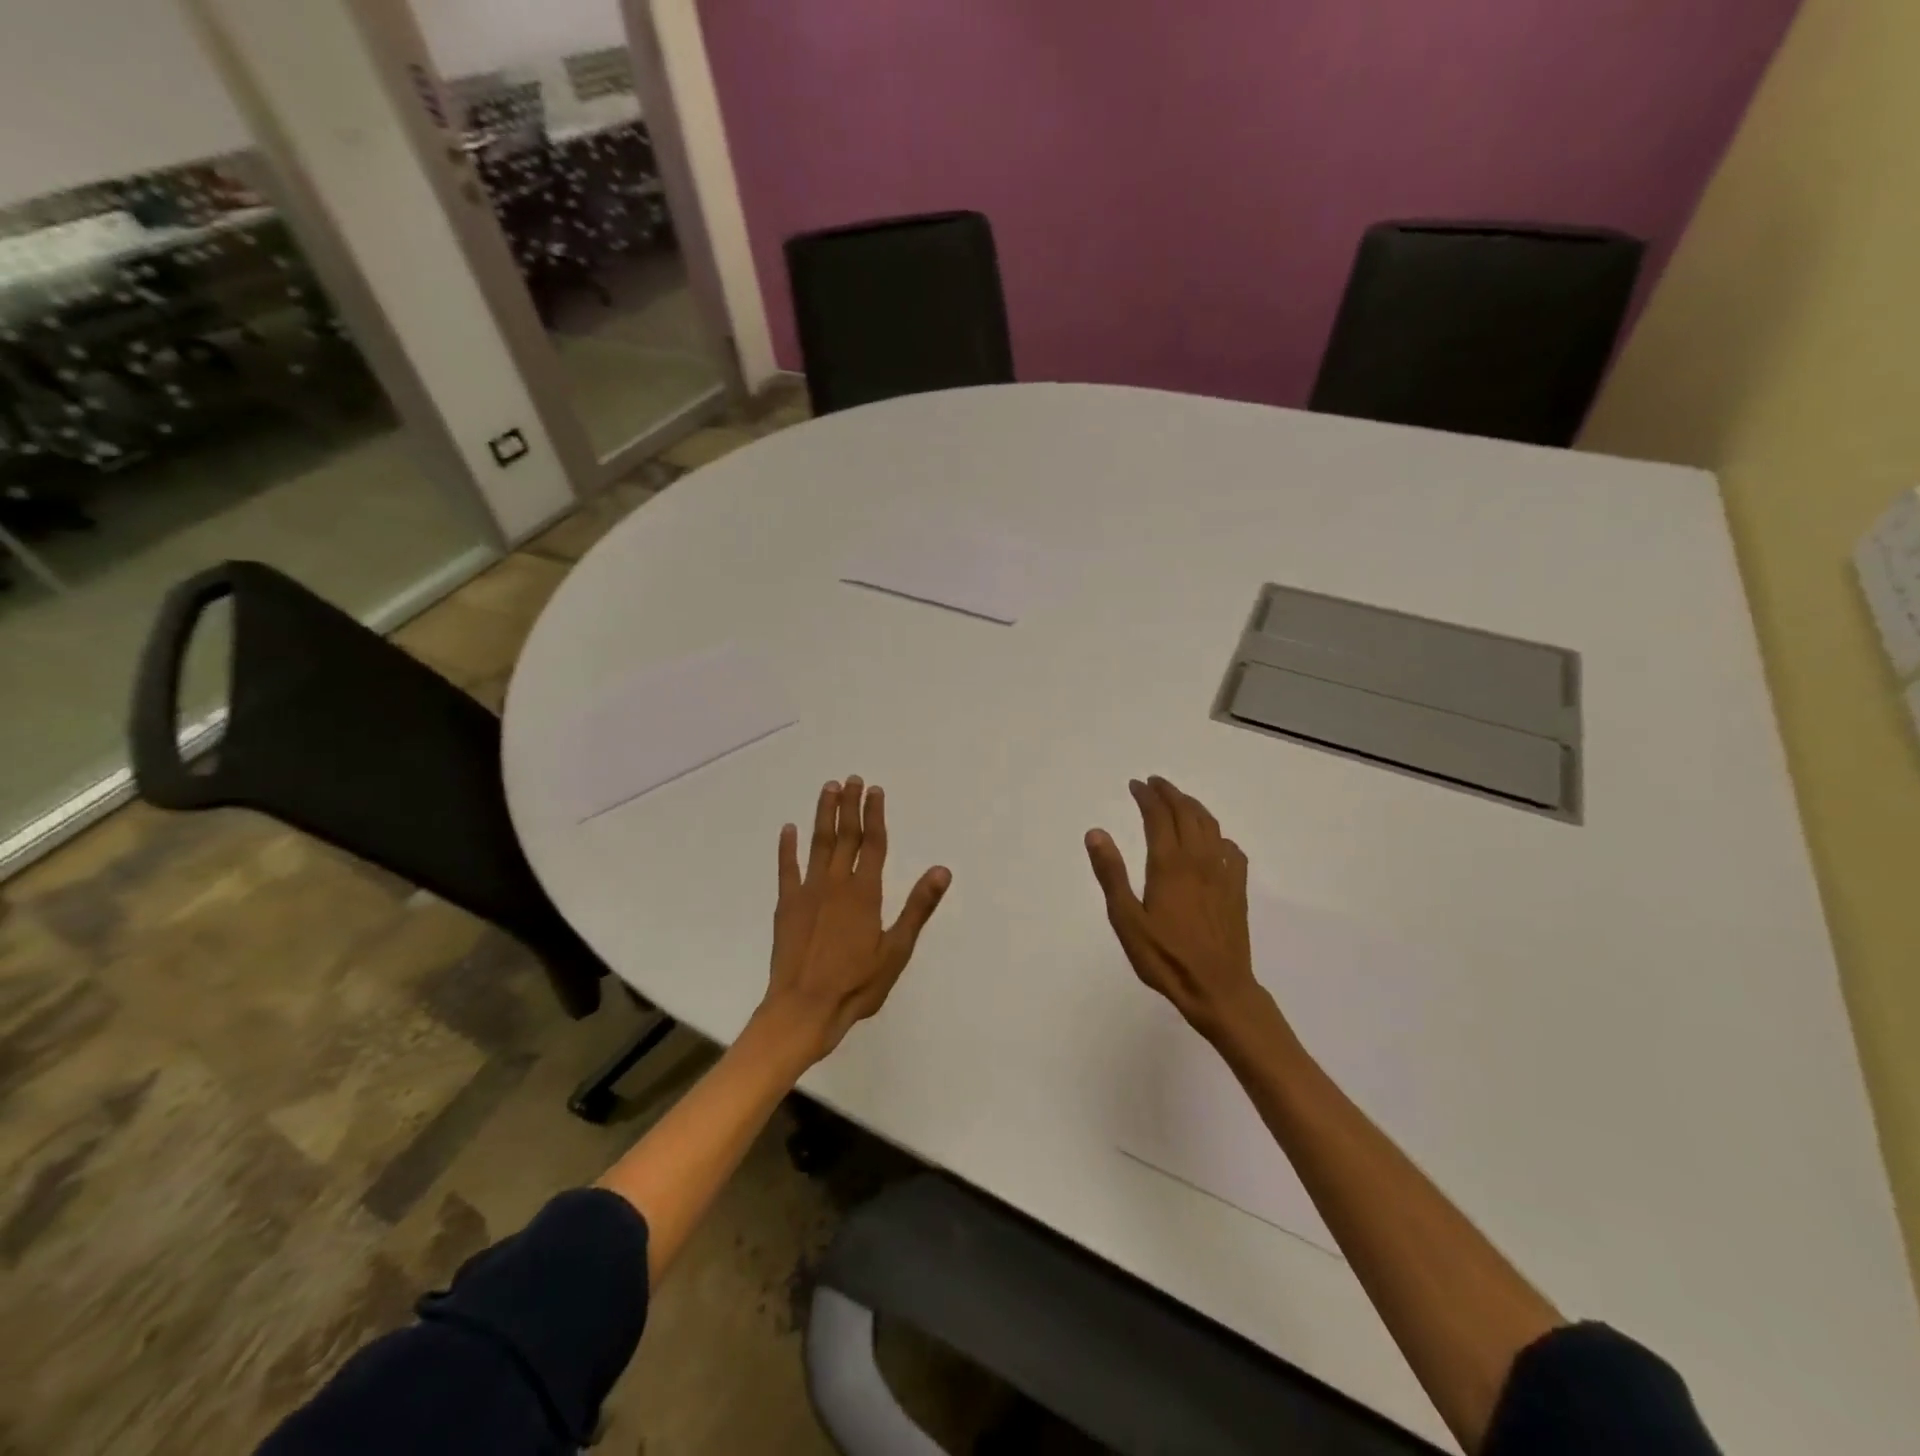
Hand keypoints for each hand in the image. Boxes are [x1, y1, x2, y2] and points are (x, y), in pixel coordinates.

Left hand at [760, 776, 951, 1064]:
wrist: (803, 1009)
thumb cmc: (856, 984)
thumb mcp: (896, 950)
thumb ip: (918, 907)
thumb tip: (942, 870)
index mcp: (864, 893)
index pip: (873, 844)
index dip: (875, 815)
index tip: (875, 791)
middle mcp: (835, 883)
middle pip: (845, 836)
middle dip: (850, 806)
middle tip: (852, 779)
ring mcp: (807, 892)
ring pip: (817, 844)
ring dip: (823, 815)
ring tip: (828, 789)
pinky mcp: (786, 906)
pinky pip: (787, 869)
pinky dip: (787, 848)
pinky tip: (788, 830)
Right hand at [1085, 776, 1270, 1045]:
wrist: (1218, 988)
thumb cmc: (1165, 957)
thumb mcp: (1127, 920)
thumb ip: (1111, 874)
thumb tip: (1096, 832)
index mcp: (1169, 864)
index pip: (1158, 816)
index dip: (1146, 796)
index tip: (1135, 785)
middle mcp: (1198, 860)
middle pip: (1186, 813)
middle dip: (1169, 793)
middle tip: (1155, 784)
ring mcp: (1222, 873)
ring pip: (1210, 826)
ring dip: (1193, 807)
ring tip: (1180, 800)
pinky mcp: (1237, 890)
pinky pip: (1231, 850)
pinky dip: (1218, 835)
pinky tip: (1214, 841)